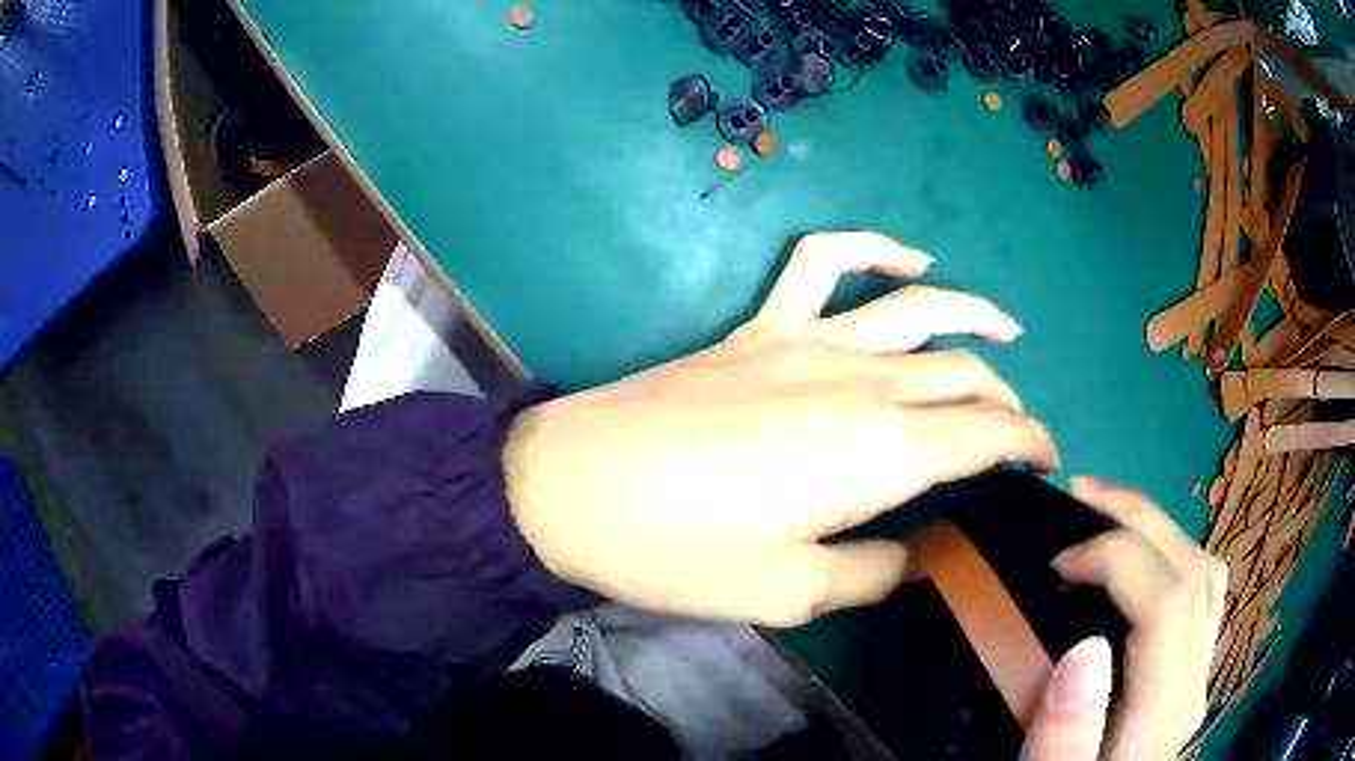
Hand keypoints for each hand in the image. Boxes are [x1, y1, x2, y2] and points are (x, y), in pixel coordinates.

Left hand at [504, 231, 1057, 626]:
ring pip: (921, 308)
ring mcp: (810, 338)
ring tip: (1009, 331)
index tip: (1047, 462)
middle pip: (966, 373)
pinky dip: (875, 248)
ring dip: (975, 314)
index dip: (1030, 445)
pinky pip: (825, 260)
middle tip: (1019, 432)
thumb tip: (921, 555)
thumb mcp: (789, 593)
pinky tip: (909, 261)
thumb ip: (875, 574)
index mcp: (882, 451)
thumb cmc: (679, 550)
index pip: (988, 435)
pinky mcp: (761, 324)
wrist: (572, 487)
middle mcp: (864, 379)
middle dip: (1008, 400)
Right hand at [1022, 478, 1226, 759]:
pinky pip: (1200, 593)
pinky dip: (1170, 555)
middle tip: (1081, 496)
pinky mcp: (1189, 673)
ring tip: (1107, 510)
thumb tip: (1084, 649)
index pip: (1167, 603)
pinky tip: (1137, 559)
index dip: (1118, 557)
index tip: (1058, 559)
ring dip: (1159, 528)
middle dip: (1140, 519)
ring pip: (1205, 574)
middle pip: (1195, 573)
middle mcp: (1191, 687)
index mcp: (1159, 717)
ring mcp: (1197, 677)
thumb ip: (1064, 738)